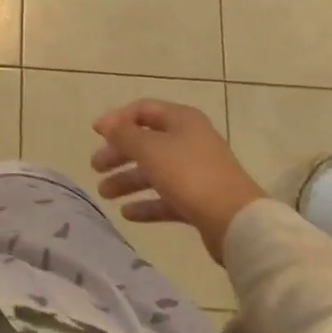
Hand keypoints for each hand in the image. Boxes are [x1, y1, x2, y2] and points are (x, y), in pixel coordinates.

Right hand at [90, 100, 267, 264]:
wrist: (236, 222)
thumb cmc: (189, 174)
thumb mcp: (150, 148)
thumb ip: (124, 134)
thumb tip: (107, 124)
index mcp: (181, 120)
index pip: (142, 110)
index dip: (117, 119)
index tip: (95, 133)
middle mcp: (189, 140)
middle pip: (146, 142)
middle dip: (118, 153)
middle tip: (95, 166)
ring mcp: (196, 172)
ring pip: (154, 171)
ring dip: (128, 180)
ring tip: (105, 193)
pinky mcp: (200, 201)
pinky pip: (166, 197)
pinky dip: (146, 203)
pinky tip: (127, 213)